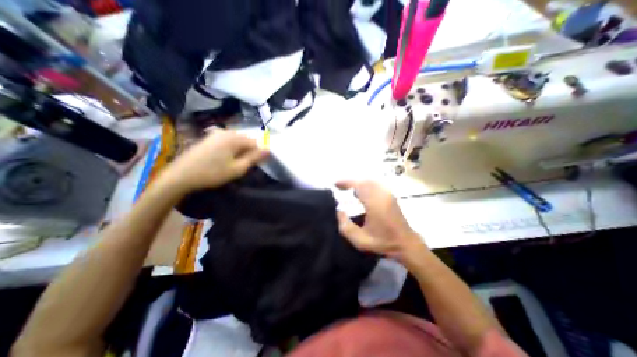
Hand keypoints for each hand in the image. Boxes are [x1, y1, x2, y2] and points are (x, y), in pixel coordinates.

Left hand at [163, 129, 268, 194]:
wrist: (180, 175)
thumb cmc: (212, 173)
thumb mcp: (237, 168)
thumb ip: (254, 158)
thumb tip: (269, 150)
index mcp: (234, 137)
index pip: (255, 143)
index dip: (257, 154)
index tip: (252, 166)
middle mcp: (226, 131)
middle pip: (245, 141)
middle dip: (247, 152)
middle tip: (242, 166)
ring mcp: (215, 134)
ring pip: (236, 142)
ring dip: (239, 152)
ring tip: (232, 164)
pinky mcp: (208, 138)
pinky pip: (226, 142)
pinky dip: (230, 150)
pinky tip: (223, 160)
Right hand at [334, 183, 427, 265]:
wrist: (406, 244)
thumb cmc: (383, 242)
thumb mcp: (360, 240)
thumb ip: (346, 226)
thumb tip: (338, 211)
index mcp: (375, 204)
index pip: (359, 186)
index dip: (346, 182)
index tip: (335, 184)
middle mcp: (382, 195)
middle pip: (364, 181)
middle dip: (350, 181)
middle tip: (339, 186)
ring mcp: (388, 194)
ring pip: (370, 181)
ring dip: (357, 183)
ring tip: (347, 189)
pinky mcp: (390, 196)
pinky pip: (375, 185)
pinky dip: (365, 185)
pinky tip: (360, 192)